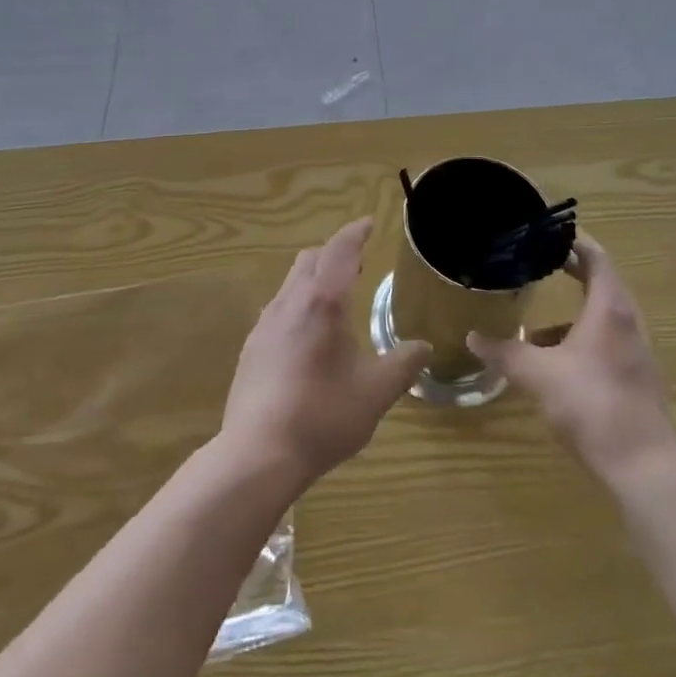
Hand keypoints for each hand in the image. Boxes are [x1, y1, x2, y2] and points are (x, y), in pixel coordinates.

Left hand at [220, 218, 431, 492]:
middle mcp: (290, 302)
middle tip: (357, 264)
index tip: (367, 223)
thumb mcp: (375, 393)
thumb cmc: (323, 415)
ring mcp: (265, 324)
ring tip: (334, 299)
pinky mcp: (251, 347)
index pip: (340, 251)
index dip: (355, 234)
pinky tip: (306, 335)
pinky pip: (277, 309)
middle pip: (310, 259)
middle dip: (334, 253)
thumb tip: (424, 347)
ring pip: (290, 283)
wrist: (258, 453)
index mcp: (323, 302)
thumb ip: (402, 365)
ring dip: (313, 278)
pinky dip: (297, 304)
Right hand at [468, 235, 675, 483]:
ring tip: (537, 320)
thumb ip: (504, 352)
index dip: (573, 241)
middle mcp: (628, 322)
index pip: (596, 257)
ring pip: (604, 316)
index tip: (546, 232)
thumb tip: (473, 336)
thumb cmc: (590, 406)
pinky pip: (607, 342)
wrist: (643, 468)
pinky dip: (581, 338)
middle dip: (571, 271)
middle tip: (537, 262)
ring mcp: (636, 352)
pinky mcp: (636, 378)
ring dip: (574, 310)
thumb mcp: (537, 375)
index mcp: (609, 309)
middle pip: (602, 282)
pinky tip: (555, 362)